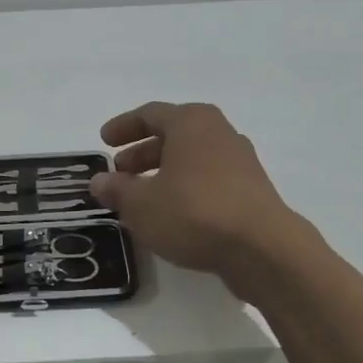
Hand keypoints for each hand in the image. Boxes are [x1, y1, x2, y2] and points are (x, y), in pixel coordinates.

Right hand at [90, 102, 307, 297]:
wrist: (263, 248)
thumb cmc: (194, 213)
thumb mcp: (142, 204)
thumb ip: (117, 190)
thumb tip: (99, 181)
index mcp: (191, 122)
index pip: (150, 114)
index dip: (123, 127)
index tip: (104, 141)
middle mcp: (218, 132)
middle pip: (173, 134)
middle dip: (143, 152)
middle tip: (121, 172)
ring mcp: (240, 160)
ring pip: (192, 158)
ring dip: (164, 172)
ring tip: (143, 197)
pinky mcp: (252, 189)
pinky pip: (209, 178)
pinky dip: (186, 188)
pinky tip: (173, 214)